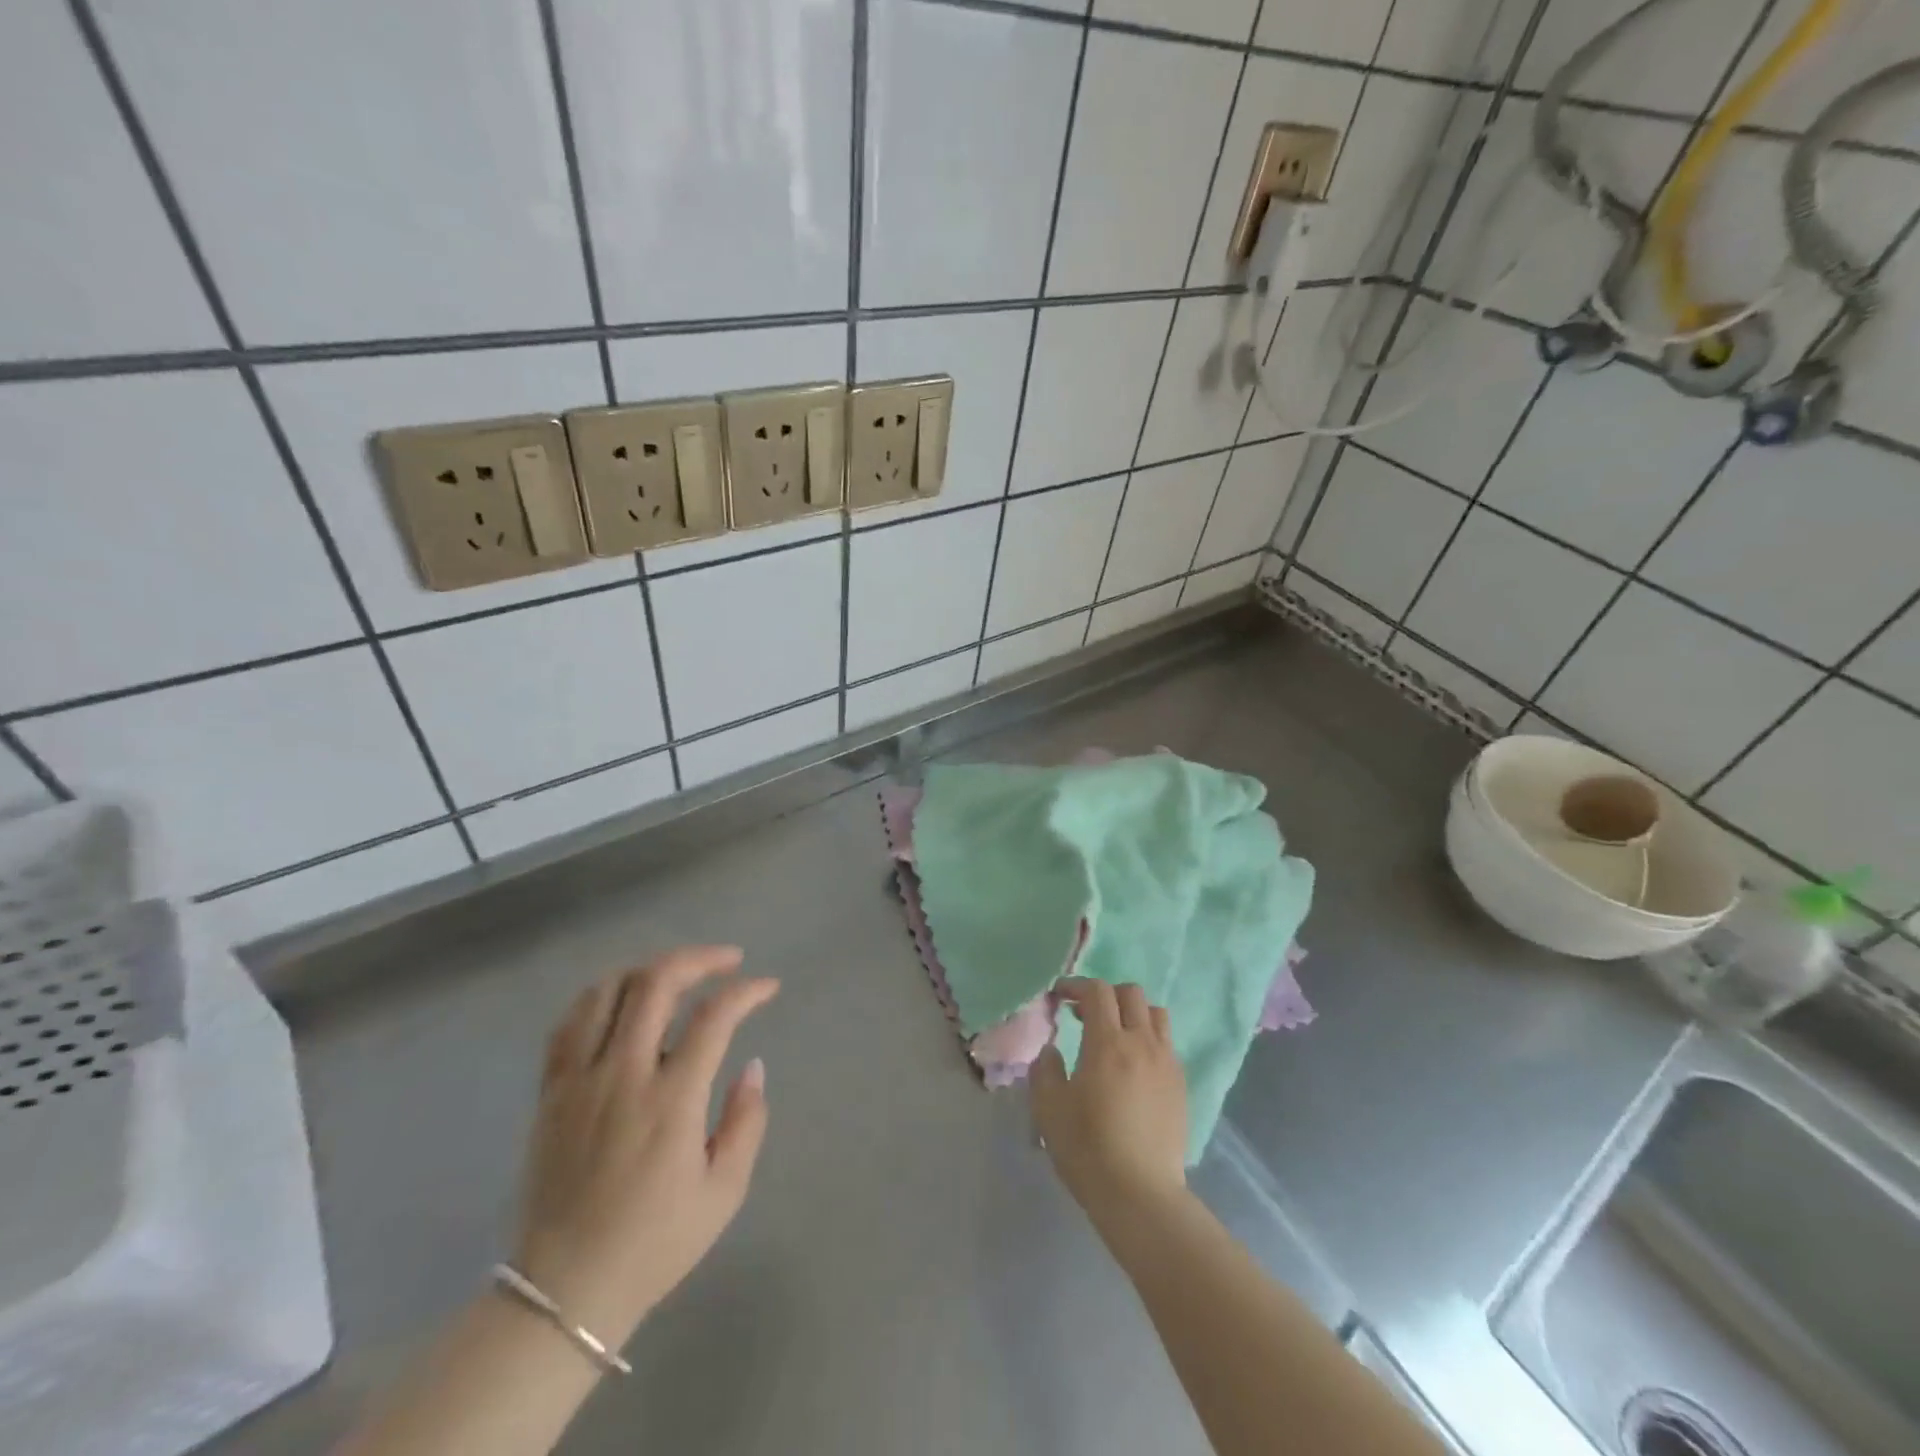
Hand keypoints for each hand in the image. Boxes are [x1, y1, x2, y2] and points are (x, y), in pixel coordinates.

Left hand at [511, 946, 778, 1347]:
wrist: (563, 1292)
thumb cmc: (654, 1244)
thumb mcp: (723, 1193)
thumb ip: (746, 1122)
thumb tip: (753, 1066)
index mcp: (670, 1100)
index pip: (714, 1017)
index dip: (746, 991)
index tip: (767, 987)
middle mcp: (623, 1075)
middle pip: (657, 983)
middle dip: (699, 959)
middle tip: (727, 961)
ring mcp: (580, 1080)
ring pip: (609, 991)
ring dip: (649, 969)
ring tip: (677, 974)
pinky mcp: (551, 1092)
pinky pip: (569, 1023)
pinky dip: (599, 996)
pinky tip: (621, 998)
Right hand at [1029, 979, 1187, 1230]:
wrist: (1140, 1195)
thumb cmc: (1088, 1148)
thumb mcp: (1049, 1108)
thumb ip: (1045, 1070)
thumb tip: (1052, 1051)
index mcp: (1108, 1043)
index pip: (1097, 992)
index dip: (1075, 986)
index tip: (1058, 997)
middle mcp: (1142, 1043)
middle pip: (1130, 993)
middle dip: (1105, 994)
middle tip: (1083, 1015)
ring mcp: (1166, 1063)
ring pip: (1155, 1014)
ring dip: (1132, 1013)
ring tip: (1114, 1035)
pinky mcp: (1180, 1085)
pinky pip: (1166, 1043)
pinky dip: (1148, 1038)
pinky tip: (1133, 1065)